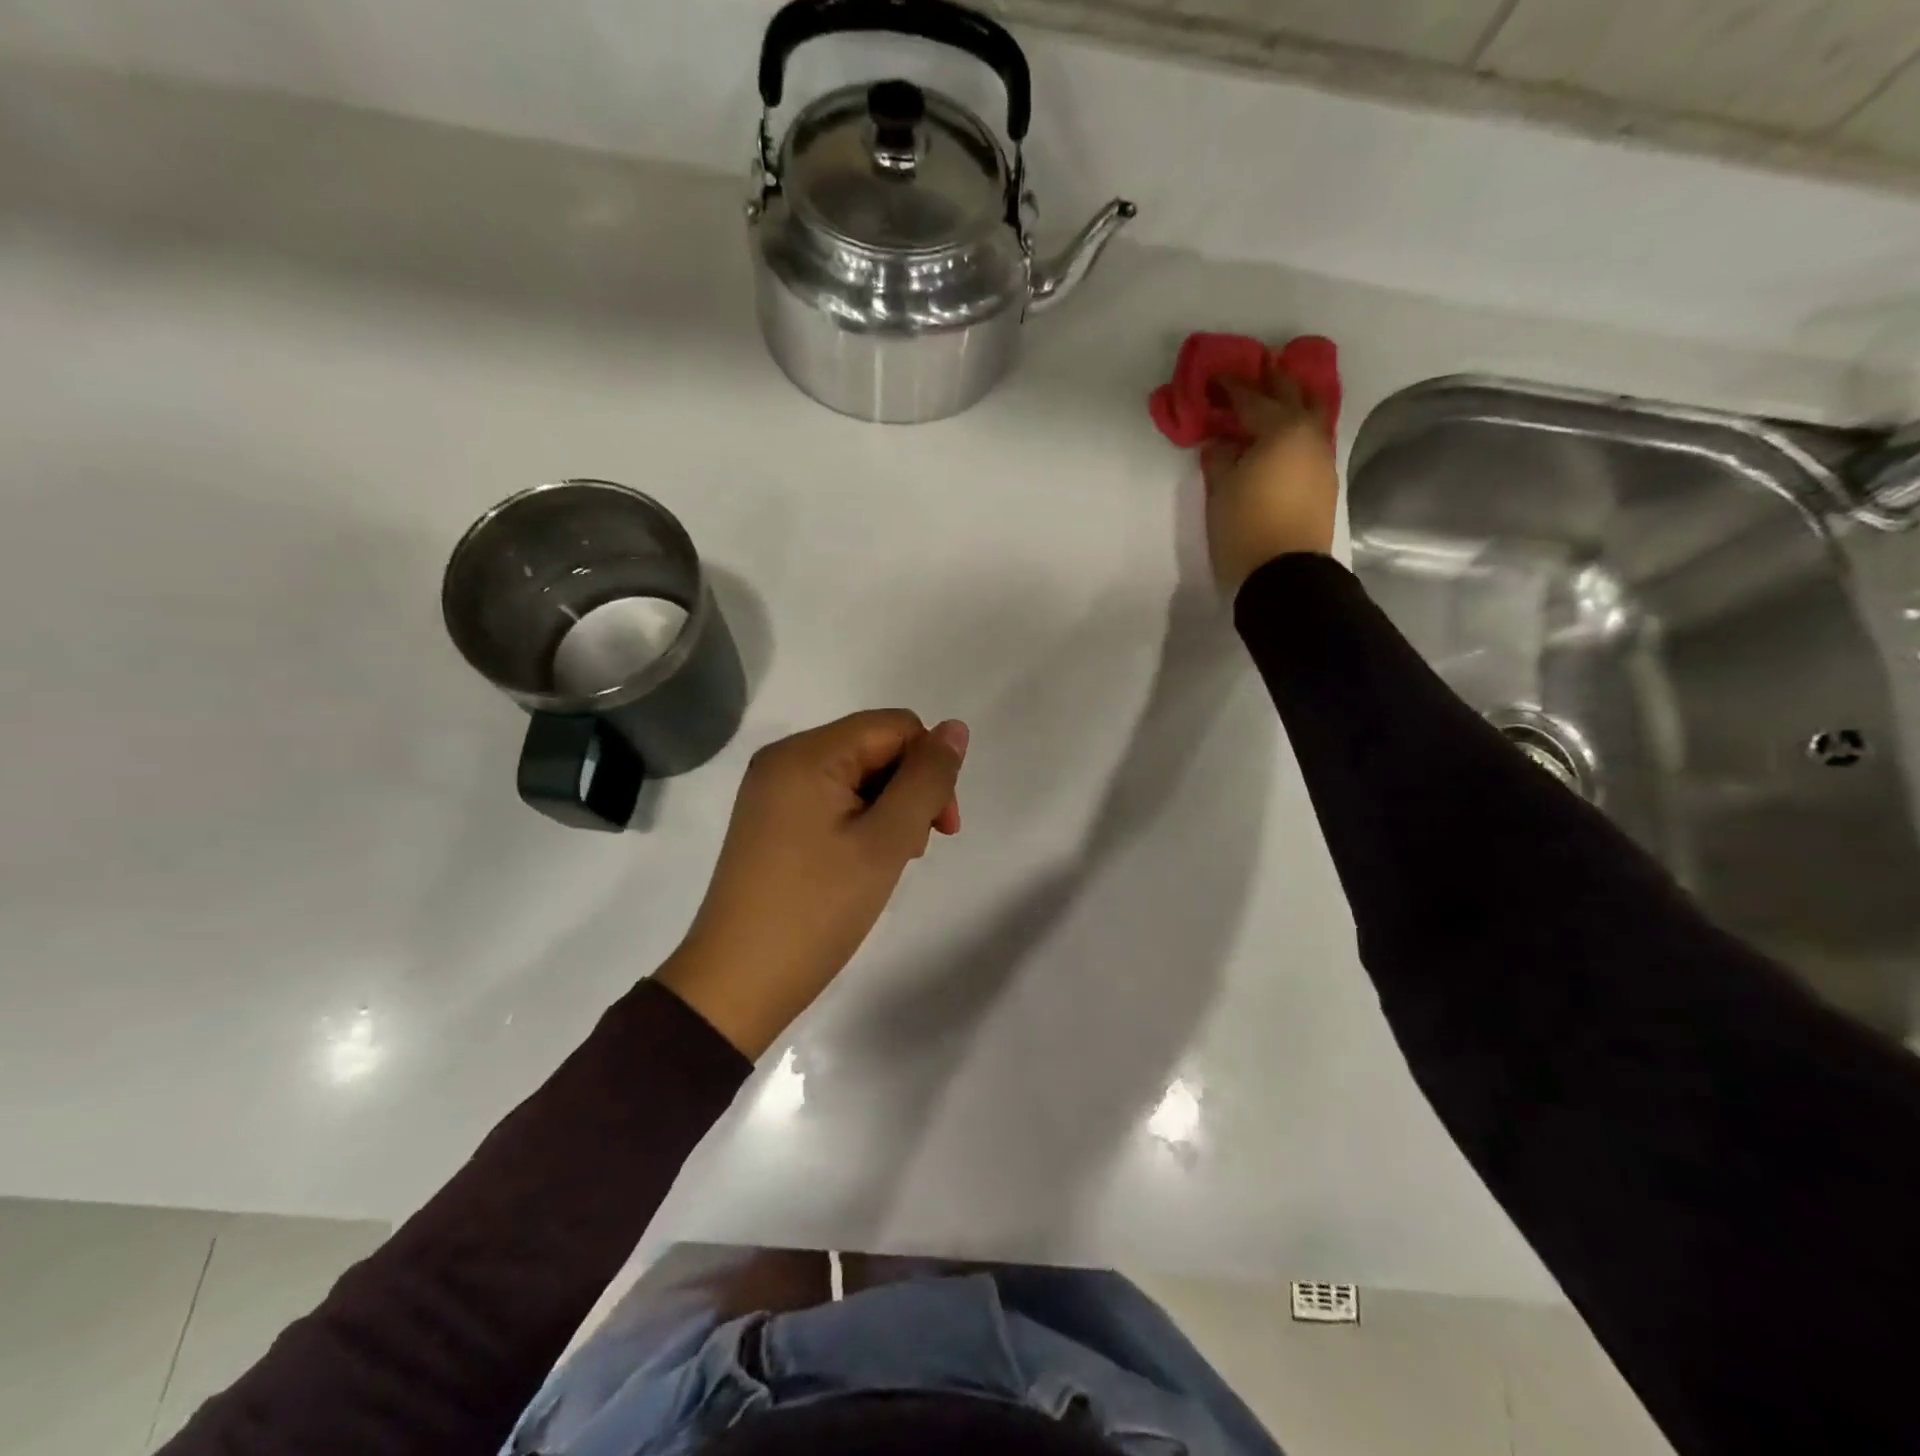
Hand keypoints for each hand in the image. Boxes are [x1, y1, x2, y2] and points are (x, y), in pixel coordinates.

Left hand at [656, 710, 969, 1057]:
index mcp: (807, 753)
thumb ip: (926, 780)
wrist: (737, 984)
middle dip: (909, 790)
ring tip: (888, 861)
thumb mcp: (885, 842)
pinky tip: (861, 861)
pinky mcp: (769, 820)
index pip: (895, 727)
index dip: (930, 767)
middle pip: (874, 747)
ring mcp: (772, 790)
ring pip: (856, 775)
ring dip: (888, 809)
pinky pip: (830, 798)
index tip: (942, 827)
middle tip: (913, 850)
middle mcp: (784, 758)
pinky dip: (859, 821)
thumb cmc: (817, 909)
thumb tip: (955, 728)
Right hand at [1200, 368, 1340, 593]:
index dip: (1232, 387)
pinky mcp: (1324, 483)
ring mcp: (1322, 460)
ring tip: (1274, 401)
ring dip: (1293, 404)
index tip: (1216, 377)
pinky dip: (1296, 431)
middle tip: (1258, 370)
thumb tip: (1221, 443)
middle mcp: (1310, 436)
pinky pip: (1311, 442)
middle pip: (1294, 396)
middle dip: (1274, 381)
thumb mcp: (1221, 490)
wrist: (1284, 575)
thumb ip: (1220, 458)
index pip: (1253, 399)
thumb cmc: (1245, 527)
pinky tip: (1281, 439)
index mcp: (1282, 430)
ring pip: (1311, 417)